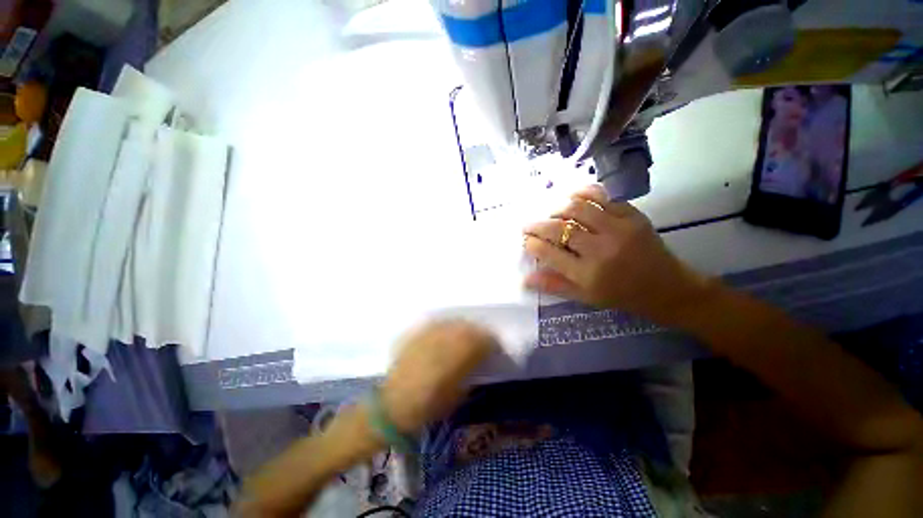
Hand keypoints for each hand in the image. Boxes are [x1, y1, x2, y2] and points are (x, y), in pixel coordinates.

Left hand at [380, 320, 497, 432]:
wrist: (393, 405)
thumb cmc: (429, 406)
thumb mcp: (459, 394)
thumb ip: (472, 371)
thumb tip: (480, 359)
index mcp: (458, 356)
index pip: (483, 340)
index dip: (491, 343)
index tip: (495, 348)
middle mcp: (445, 339)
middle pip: (469, 327)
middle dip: (479, 333)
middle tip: (481, 341)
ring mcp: (429, 334)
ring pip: (453, 322)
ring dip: (463, 328)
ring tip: (465, 336)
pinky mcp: (417, 333)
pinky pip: (437, 323)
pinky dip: (446, 327)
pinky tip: (446, 334)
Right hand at [522, 184, 712, 322]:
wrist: (667, 288)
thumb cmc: (621, 295)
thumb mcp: (585, 297)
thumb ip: (554, 285)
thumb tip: (525, 279)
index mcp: (588, 274)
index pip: (549, 253)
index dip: (532, 244)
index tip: (526, 240)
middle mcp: (600, 250)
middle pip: (559, 229)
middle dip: (537, 225)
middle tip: (528, 225)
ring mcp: (618, 229)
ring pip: (577, 208)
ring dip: (557, 209)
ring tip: (551, 214)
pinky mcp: (633, 216)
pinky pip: (603, 197)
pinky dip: (583, 194)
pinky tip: (573, 197)